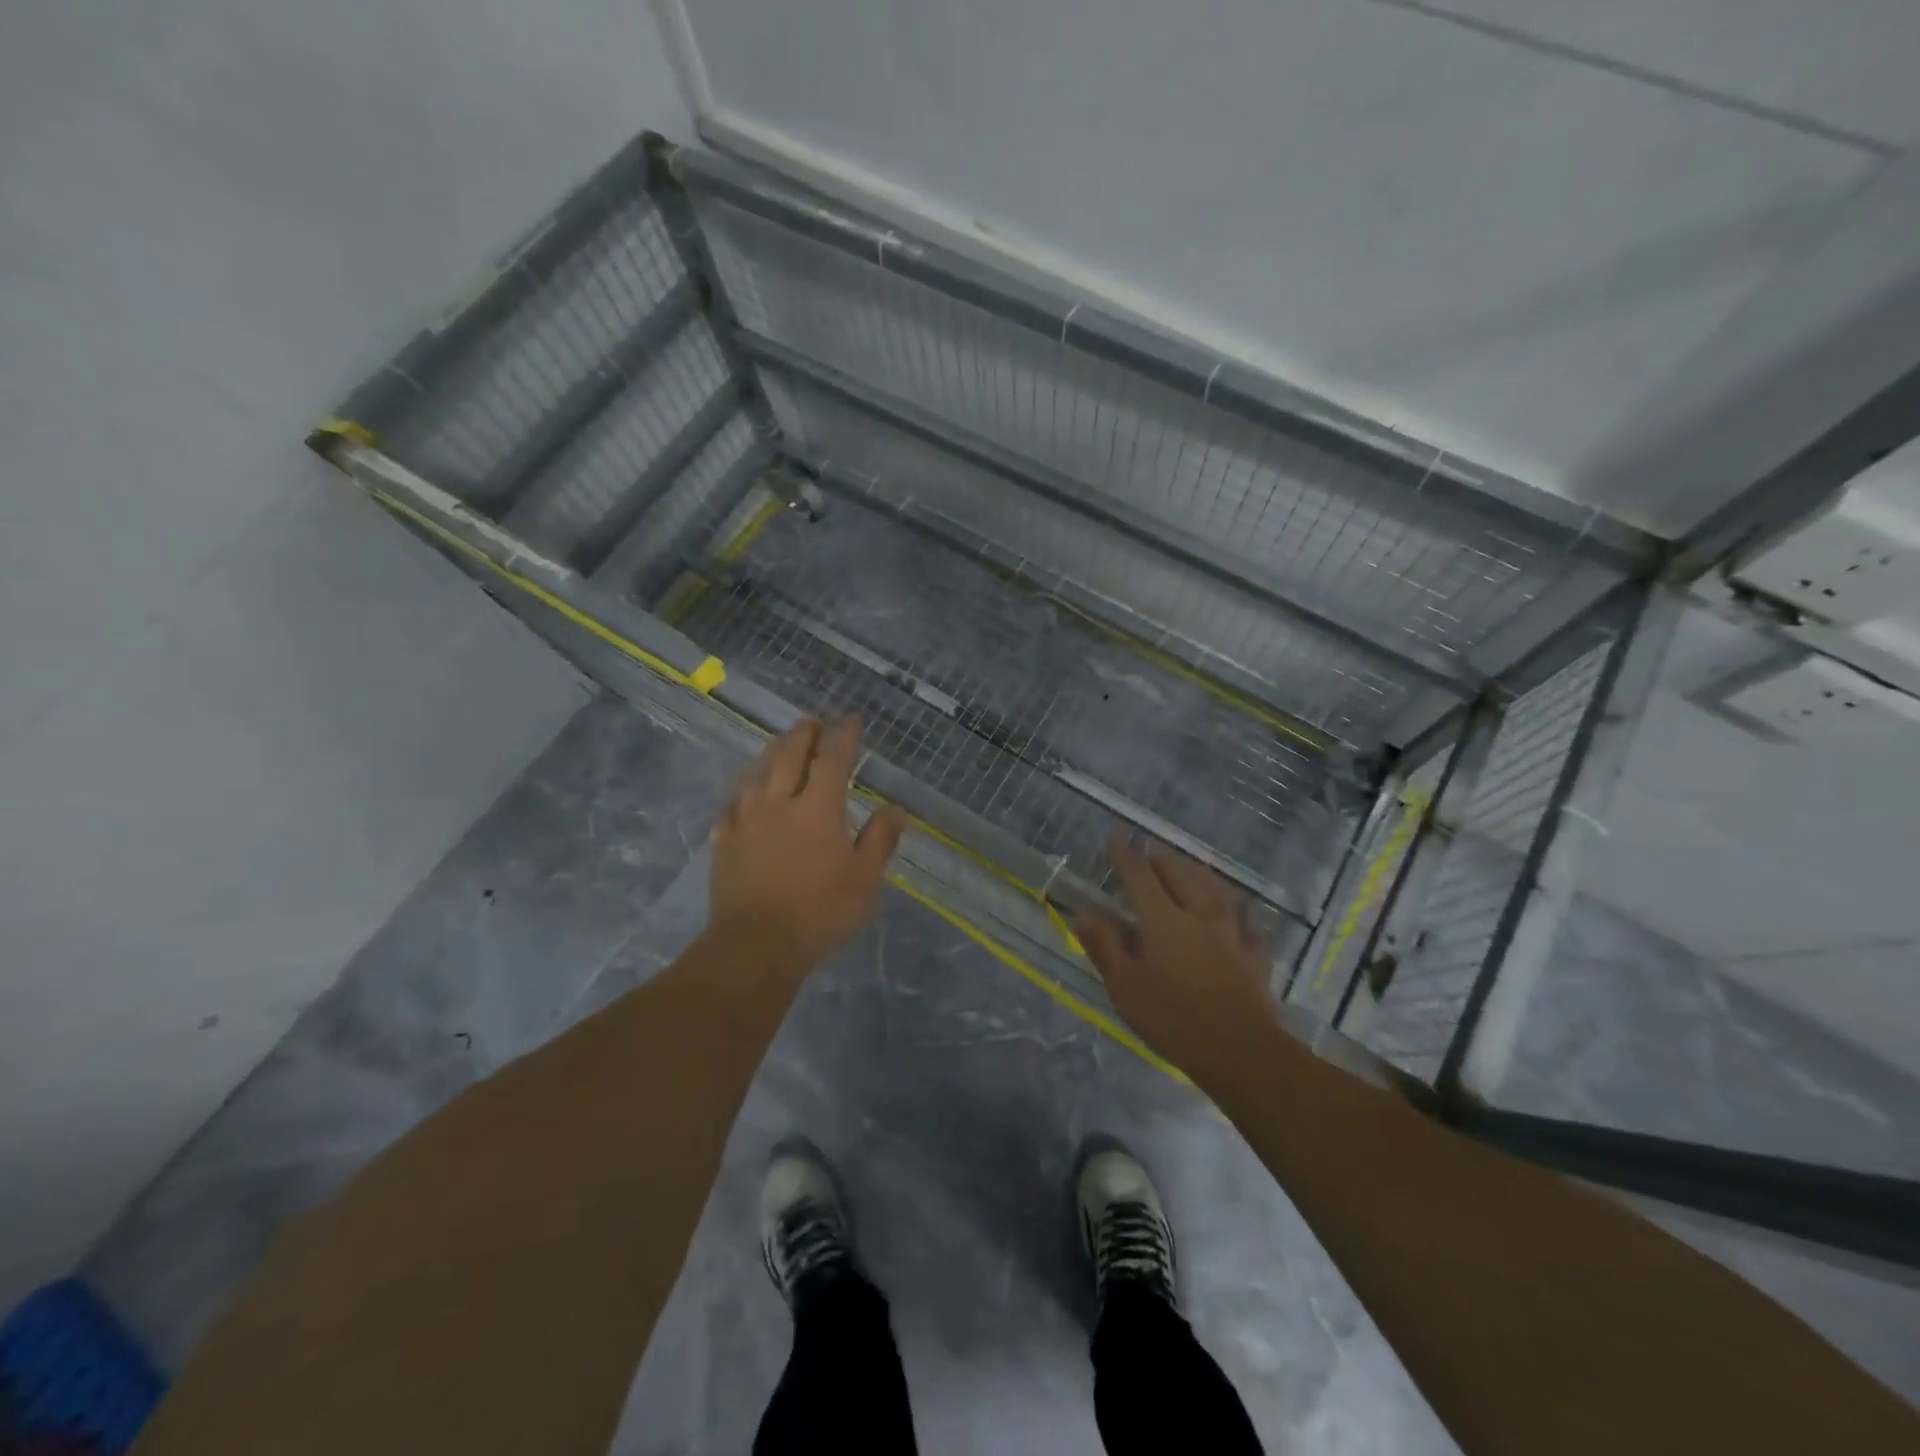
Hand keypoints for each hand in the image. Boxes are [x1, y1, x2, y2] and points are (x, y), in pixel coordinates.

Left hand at [709, 718, 907, 975]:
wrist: (756, 945)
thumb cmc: (819, 912)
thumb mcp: (865, 880)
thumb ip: (880, 840)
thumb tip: (897, 808)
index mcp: (818, 809)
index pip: (832, 760)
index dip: (843, 737)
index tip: (851, 721)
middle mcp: (779, 803)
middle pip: (789, 756)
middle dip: (803, 734)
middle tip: (812, 721)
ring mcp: (746, 820)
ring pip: (757, 773)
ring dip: (771, 752)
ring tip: (780, 742)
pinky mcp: (723, 841)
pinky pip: (732, 804)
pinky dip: (742, 790)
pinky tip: (743, 792)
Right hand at [1076, 838, 1276, 1076]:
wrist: (1240, 1050)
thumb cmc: (1173, 1018)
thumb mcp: (1125, 987)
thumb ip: (1105, 946)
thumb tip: (1085, 912)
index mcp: (1163, 921)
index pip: (1140, 878)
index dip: (1126, 857)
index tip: (1115, 839)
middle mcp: (1199, 917)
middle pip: (1181, 878)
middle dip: (1164, 861)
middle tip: (1153, 851)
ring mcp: (1232, 935)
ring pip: (1218, 894)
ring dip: (1202, 877)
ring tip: (1196, 868)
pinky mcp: (1256, 958)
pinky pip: (1249, 926)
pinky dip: (1242, 916)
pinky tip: (1243, 916)